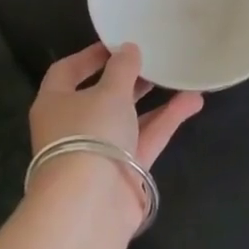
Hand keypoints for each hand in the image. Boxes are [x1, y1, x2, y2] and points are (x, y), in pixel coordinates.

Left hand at [30, 41, 203, 168]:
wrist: (90, 205)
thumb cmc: (89, 134)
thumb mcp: (109, 92)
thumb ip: (123, 68)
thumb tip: (128, 49)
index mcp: (55, 103)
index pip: (67, 71)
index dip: (91, 55)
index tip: (118, 43)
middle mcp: (74, 126)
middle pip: (101, 95)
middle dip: (128, 78)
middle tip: (154, 59)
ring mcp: (99, 150)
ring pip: (128, 117)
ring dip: (153, 99)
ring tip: (180, 76)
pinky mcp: (124, 170)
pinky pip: (146, 137)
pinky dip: (167, 120)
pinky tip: (194, 100)